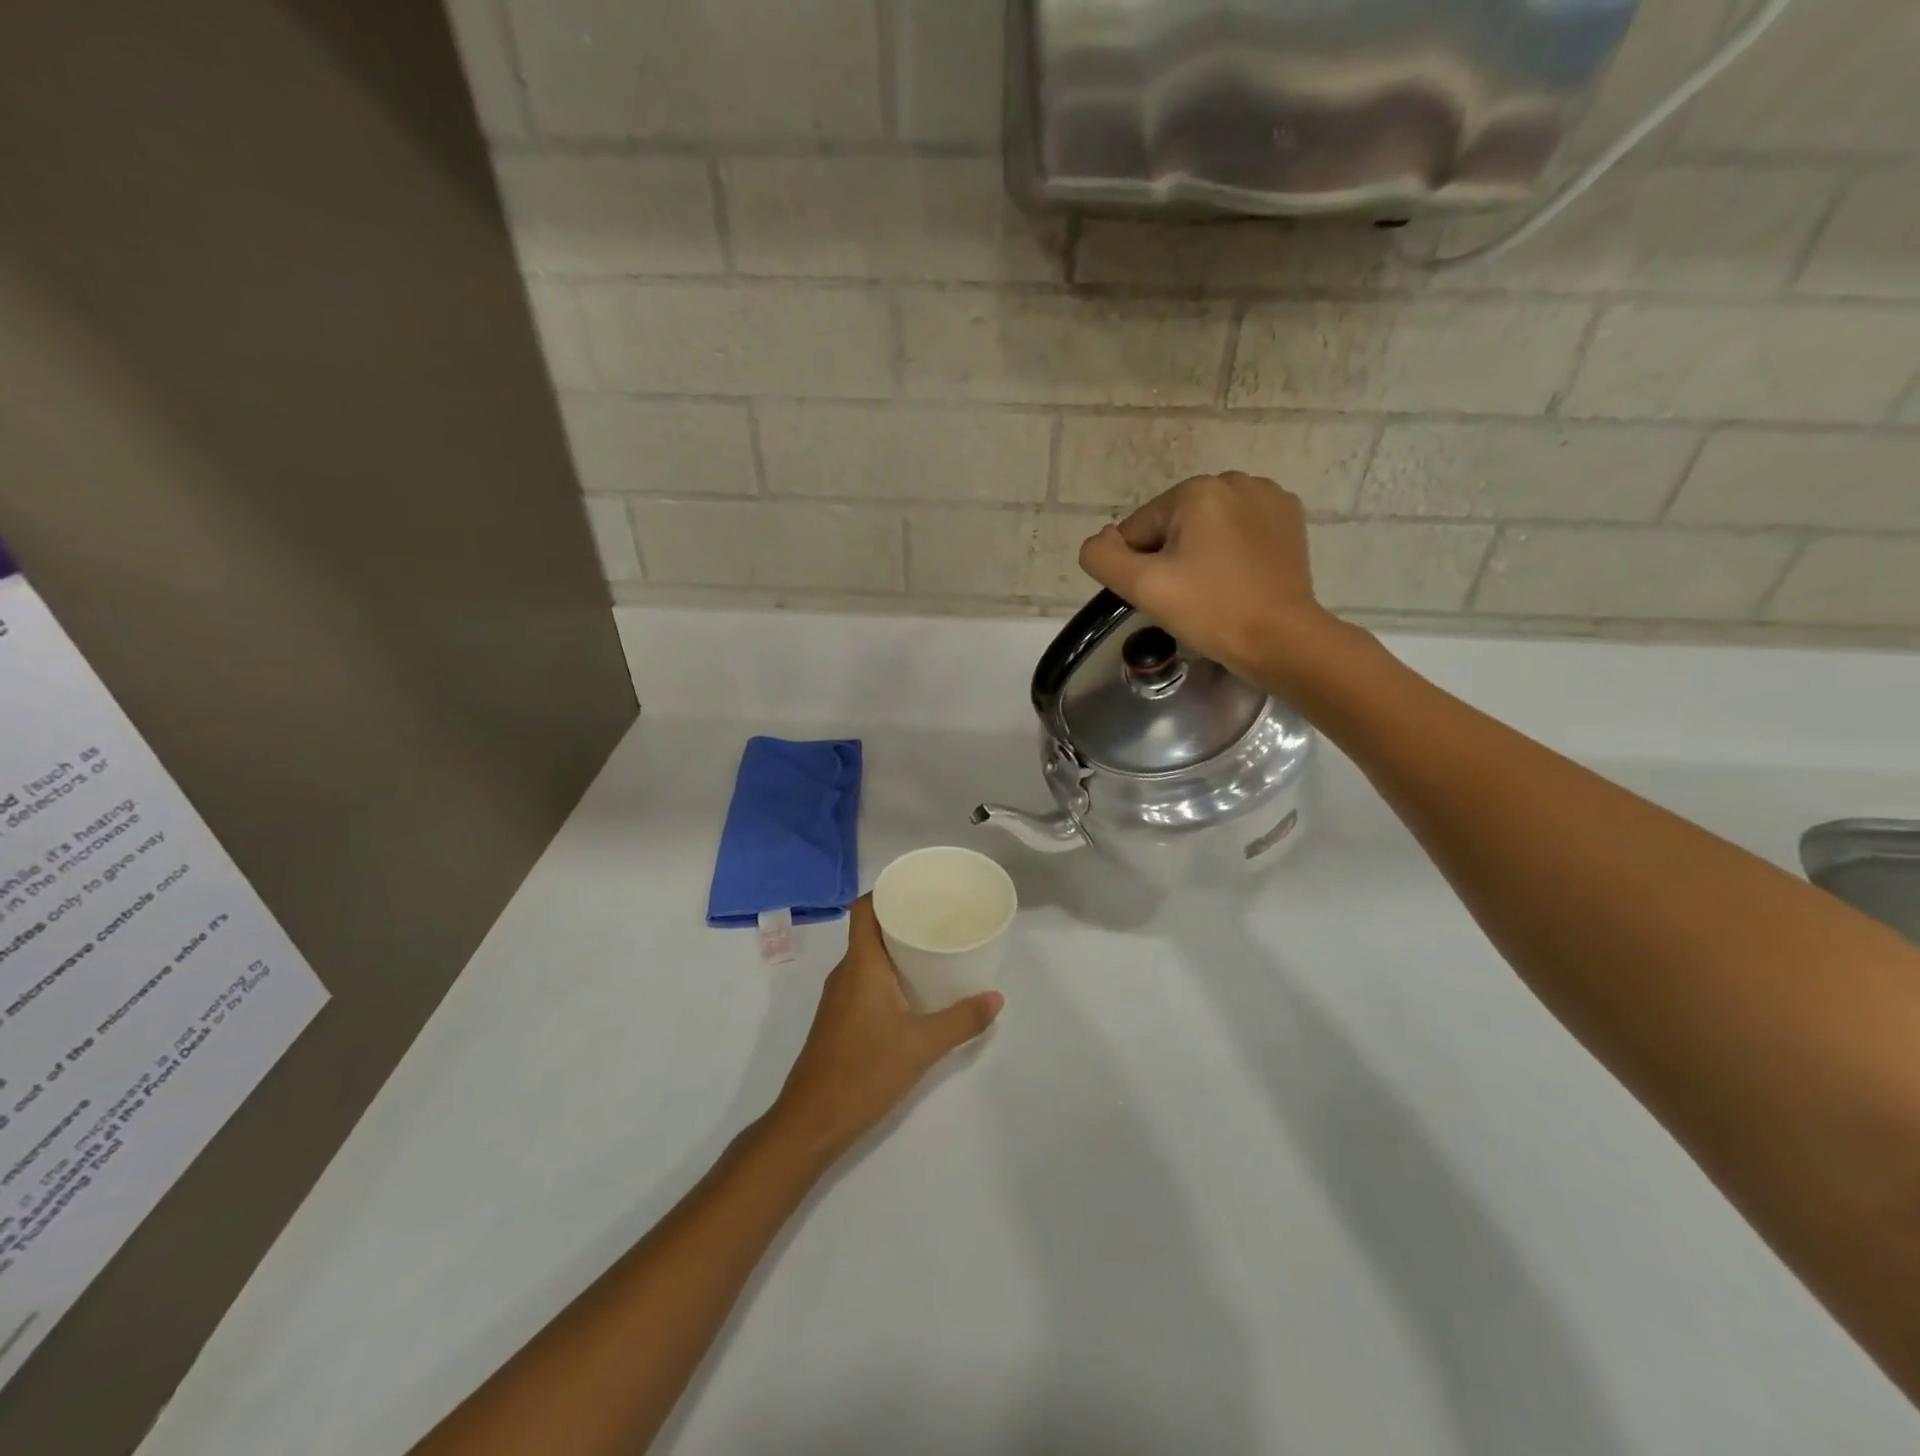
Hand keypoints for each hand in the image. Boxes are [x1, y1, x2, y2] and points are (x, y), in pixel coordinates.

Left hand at [769, 897, 1001, 1161]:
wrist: (811, 1122)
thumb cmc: (864, 1071)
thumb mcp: (922, 1045)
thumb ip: (961, 1020)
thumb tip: (996, 998)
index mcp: (861, 965)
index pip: (864, 909)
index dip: (887, 891)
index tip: (918, 887)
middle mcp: (846, 973)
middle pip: (870, 930)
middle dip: (902, 919)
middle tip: (940, 917)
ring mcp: (839, 998)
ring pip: (868, 958)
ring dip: (896, 949)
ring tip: (934, 948)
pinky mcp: (840, 1020)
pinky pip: (865, 980)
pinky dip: (889, 974)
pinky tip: (914, 990)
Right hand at [1078, 472, 1354, 692]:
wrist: (1282, 640)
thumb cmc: (1210, 611)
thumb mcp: (1142, 586)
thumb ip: (1102, 557)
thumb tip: (1102, 541)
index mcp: (1197, 490)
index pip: (1138, 529)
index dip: (1138, 568)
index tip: (1164, 597)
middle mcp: (1234, 481)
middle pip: (1172, 525)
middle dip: (1170, 559)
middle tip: (1187, 599)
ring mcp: (1268, 498)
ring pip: (1205, 529)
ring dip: (1198, 556)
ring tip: (1213, 592)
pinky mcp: (1289, 521)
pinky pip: (1238, 532)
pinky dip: (1230, 553)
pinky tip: (1237, 580)